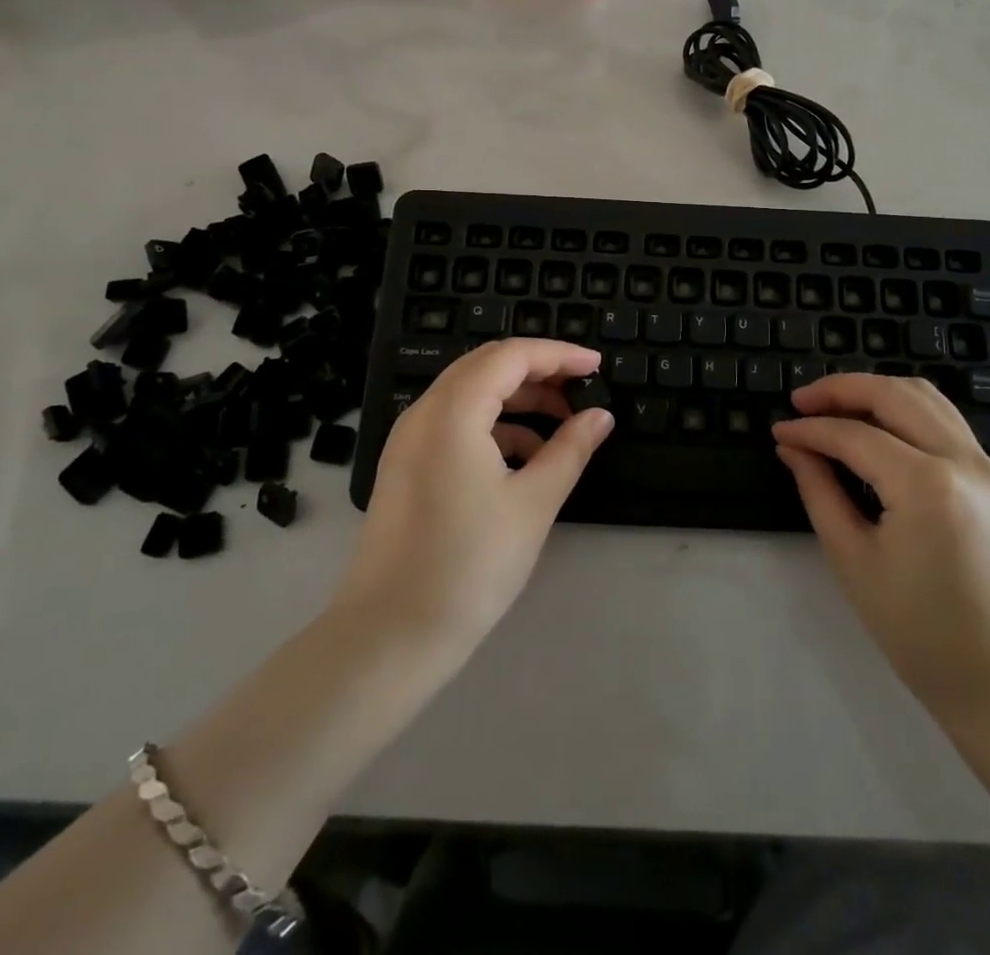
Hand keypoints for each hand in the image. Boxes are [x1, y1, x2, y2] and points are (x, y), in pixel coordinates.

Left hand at [332, 339, 613, 657]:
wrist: (390, 635)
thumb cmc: (469, 564)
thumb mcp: (533, 503)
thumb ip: (570, 450)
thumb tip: (600, 417)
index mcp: (453, 411)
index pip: (512, 356)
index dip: (559, 354)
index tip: (596, 367)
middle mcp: (424, 413)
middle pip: (487, 366)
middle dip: (538, 372)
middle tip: (581, 390)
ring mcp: (408, 439)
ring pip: (470, 394)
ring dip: (517, 399)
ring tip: (560, 428)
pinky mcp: (405, 466)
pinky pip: (453, 423)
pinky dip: (492, 426)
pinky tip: (523, 459)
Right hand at [771, 374, 989, 733]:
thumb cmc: (922, 634)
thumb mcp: (855, 562)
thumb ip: (820, 492)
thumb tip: (793, 448)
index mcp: (926, 485)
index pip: (854, 435)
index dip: (810, 429)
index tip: (778, 430)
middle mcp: (962, 460)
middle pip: (893, 394)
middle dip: (841, 389)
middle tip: (801, 401)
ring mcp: (985, 465)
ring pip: (924, 396)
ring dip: (875, 391)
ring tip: (834, 406)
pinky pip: (944, 419)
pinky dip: (904, 408)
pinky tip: (876, 425)